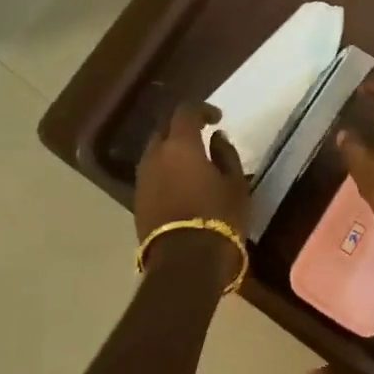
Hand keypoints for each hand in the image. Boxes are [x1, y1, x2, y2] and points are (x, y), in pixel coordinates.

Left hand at [134, 101, 247, 252]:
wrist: (185, 263)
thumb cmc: (218, 218)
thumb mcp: (235, 184)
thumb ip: (225, 154)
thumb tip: (216, 138)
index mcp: (180, 145)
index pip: (185, 111)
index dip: (202, 109)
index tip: (217, 118)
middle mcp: (155, 156)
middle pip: (164, 130)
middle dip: (182, 128)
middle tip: (202, 136)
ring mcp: (142, 179)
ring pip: (155, 153)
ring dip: (171, 151)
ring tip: (192, 162)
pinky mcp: (137, 201)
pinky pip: (152, 174)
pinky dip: (165, 171)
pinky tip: (181, 183)